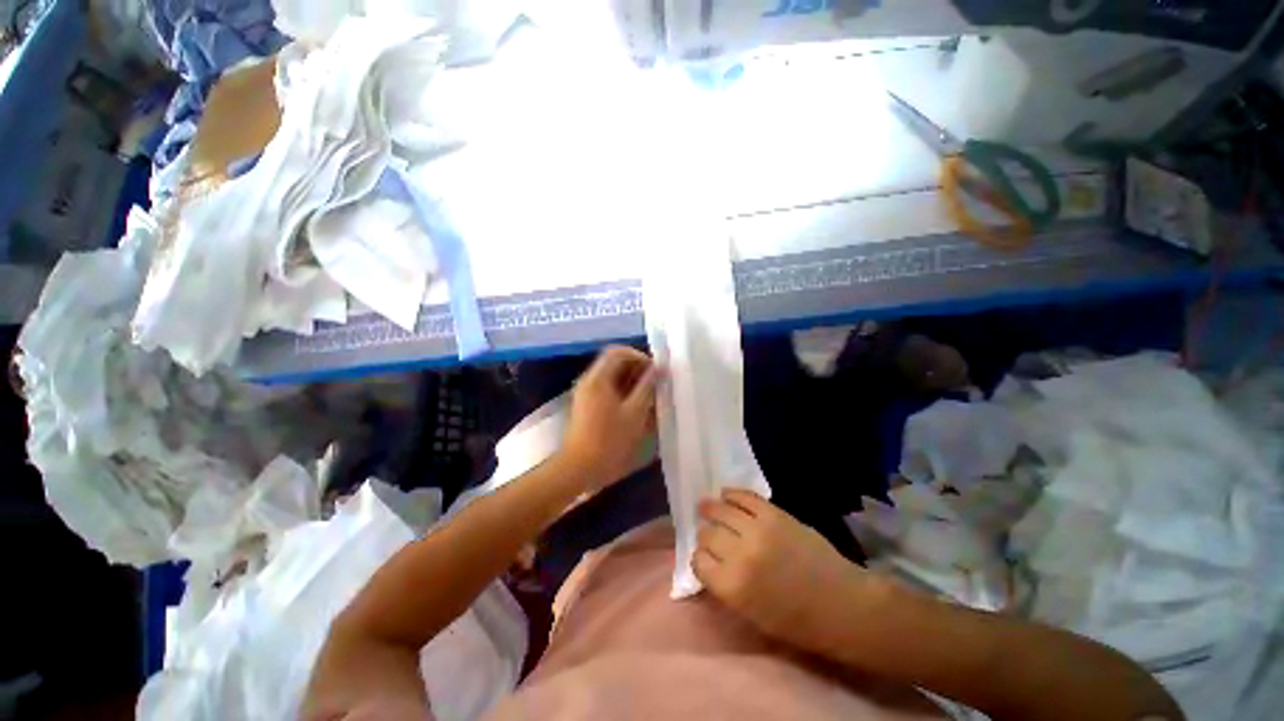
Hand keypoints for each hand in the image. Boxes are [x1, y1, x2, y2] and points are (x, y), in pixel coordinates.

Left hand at [561, 346, 658, 491]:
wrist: (580, 468)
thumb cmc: (609, 440)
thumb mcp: (635, 412)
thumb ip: (648, 387)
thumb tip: (660, 368)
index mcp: (598, 377)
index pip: (619, 352)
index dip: (639, 357)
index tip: (655, 372)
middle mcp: (590, 380)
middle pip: (615, 363)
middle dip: (637, 370)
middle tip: (654, 386)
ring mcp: (587, 393)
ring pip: (613, 377)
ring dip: (632, 383)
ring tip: (649, 399)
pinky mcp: (588, 405)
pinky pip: (608, 390)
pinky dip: (624, 393)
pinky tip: (637, 409)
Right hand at [694, 489, 878, 656]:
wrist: (841, 603)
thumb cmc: (796, 620)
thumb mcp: (751, 613)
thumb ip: (724, 585)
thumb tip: (708, 559)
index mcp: (732, 586)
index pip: (698, 561)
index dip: (700, 558)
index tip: (706, 557)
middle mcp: (740, 554)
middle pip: (707, 533)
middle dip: (706, 535)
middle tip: (710, 535)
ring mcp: (758, 529)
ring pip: (721, 510)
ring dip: (711, 508)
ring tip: (707, 507)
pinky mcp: (774, 513)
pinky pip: (744, 496)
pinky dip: (732, 493)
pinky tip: (726, 494)